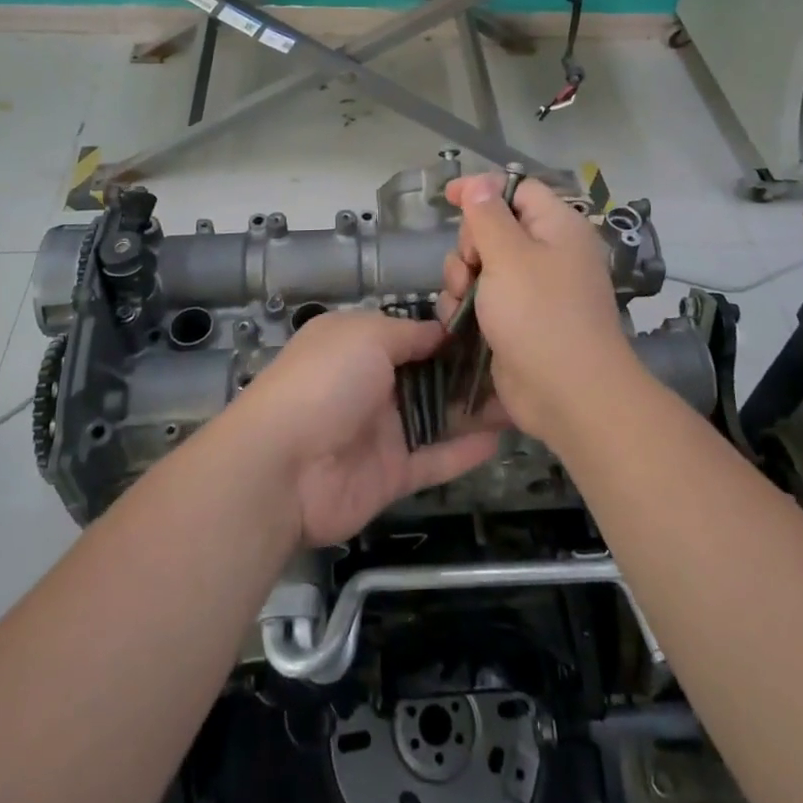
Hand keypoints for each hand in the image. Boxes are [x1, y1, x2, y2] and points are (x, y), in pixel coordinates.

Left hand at [223, 310, 499, 546]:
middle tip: (516, 367)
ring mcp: (381, 431)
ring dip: (474, 410)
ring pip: (437, 417)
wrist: (283, 467)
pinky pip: (434, 458)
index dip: (447, 332)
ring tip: (519, 400)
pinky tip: (501, 438)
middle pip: (428, 376)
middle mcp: (371, 384)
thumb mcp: (366, 335)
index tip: (491, 328)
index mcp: (358, 344)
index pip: (410, 334)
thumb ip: (409, 333)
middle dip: (468, 372)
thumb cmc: (325, 381)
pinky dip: (464, 450)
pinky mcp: (391, 474)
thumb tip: (442, 330)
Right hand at [436, 174, 640, 443]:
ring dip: (462, 278)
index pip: (518, 189)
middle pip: (494, 226)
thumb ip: (487, 215)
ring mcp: (533, 289)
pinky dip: (467, 304)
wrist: (569, 395)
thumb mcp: (508, 256)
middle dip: (470, 244)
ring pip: (482, 264)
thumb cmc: (540, 315)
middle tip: (471, 267)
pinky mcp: (518, 320)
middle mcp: (548, 253)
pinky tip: (458, 321)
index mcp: (557, 227)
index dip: (482, 188)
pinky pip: (483, 297)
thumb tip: (479, 183)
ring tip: (462, 300)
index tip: (448, 197)